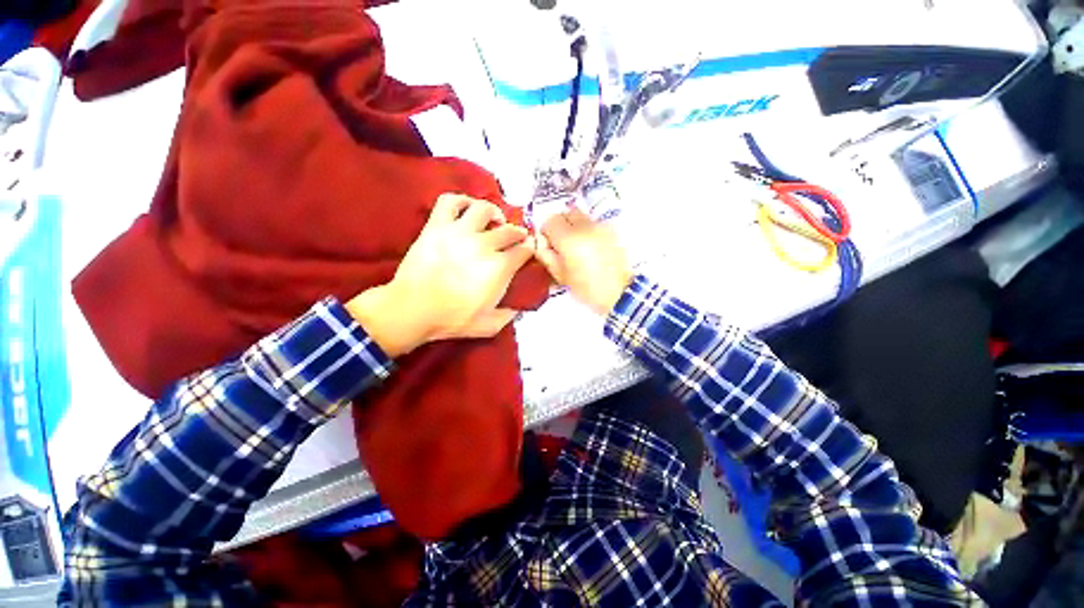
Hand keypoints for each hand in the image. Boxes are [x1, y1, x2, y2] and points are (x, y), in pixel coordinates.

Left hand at [346, 194, 534, 355]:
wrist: (412, 310)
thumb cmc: (451, 320)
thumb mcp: (489, 326)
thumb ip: (510, 315)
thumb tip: (520, 306)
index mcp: (499, 268)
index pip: (524, 251)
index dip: (530, 250)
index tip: (529, 251)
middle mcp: (483, 245)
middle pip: (509, 230)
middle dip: (518, 233)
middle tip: (517, 238)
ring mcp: (459, 232)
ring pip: (484, 209)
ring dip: (495, 213)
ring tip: (495, 220)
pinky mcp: (437, 226)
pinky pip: (450, 201)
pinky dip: (461, 200)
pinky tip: (467, 208)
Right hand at [536, 208, 632, 315]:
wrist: (619, 292)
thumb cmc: (587, 288)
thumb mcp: (561, 276)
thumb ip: (546, 255)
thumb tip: (541, 242)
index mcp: (569, 239)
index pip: (550, 220)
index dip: (546, 231)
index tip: (549, 243)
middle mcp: (585, 227)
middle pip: (566, 213)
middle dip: (560, 224)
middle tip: (562, 242)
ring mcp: (600, 226)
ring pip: (581, 216)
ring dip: (574, 226)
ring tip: (578, 245)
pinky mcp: (612, 230)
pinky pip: (594, 223)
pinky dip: (588, 230)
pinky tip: (591, 247)